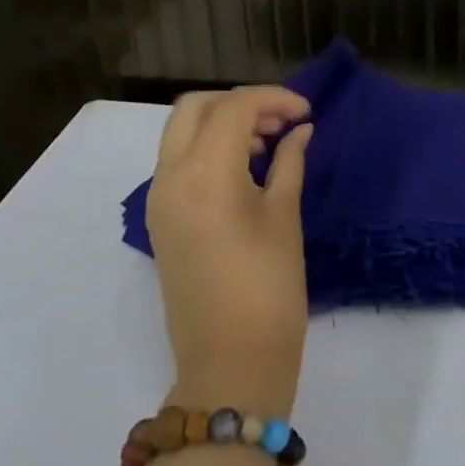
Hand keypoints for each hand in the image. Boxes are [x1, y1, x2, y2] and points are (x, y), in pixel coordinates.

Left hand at [146, 87, 312, 414]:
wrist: (230, 366)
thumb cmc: (268, 290)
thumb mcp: (284, 217)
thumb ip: (288, 162)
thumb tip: (299, 130)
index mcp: (204, 174)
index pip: (234, 107)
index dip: (273, 99)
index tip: (306, 112)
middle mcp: (170, 177)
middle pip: (196, 108)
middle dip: (239, 103)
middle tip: (280, 122)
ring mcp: (159, 199)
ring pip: (181, 132)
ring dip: (221, 123)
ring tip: (267, 143)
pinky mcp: (160, 220)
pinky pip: (178, 161)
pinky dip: (207, 148)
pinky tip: (244, 167)